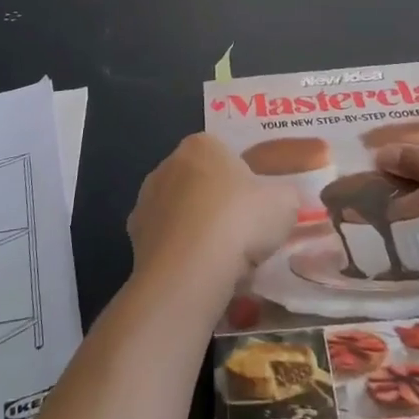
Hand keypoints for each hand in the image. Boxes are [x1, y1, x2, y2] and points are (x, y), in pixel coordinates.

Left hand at [128, 134, 297, 292]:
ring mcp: (146, 199)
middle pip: (201, 181)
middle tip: (243, 234)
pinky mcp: (134, 235)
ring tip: (222, 261)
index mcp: (202, 145)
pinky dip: (180, 253)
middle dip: (218, 203)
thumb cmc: (240, 221)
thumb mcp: (284, 203)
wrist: (190, 270)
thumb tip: (282, 200)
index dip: (244, 180)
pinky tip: (198, 273)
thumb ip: (285, 195)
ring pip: (181, 212)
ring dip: (197, 229)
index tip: (257, 207)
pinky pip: (166, 240)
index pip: (225, 154)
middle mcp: (168, 164)